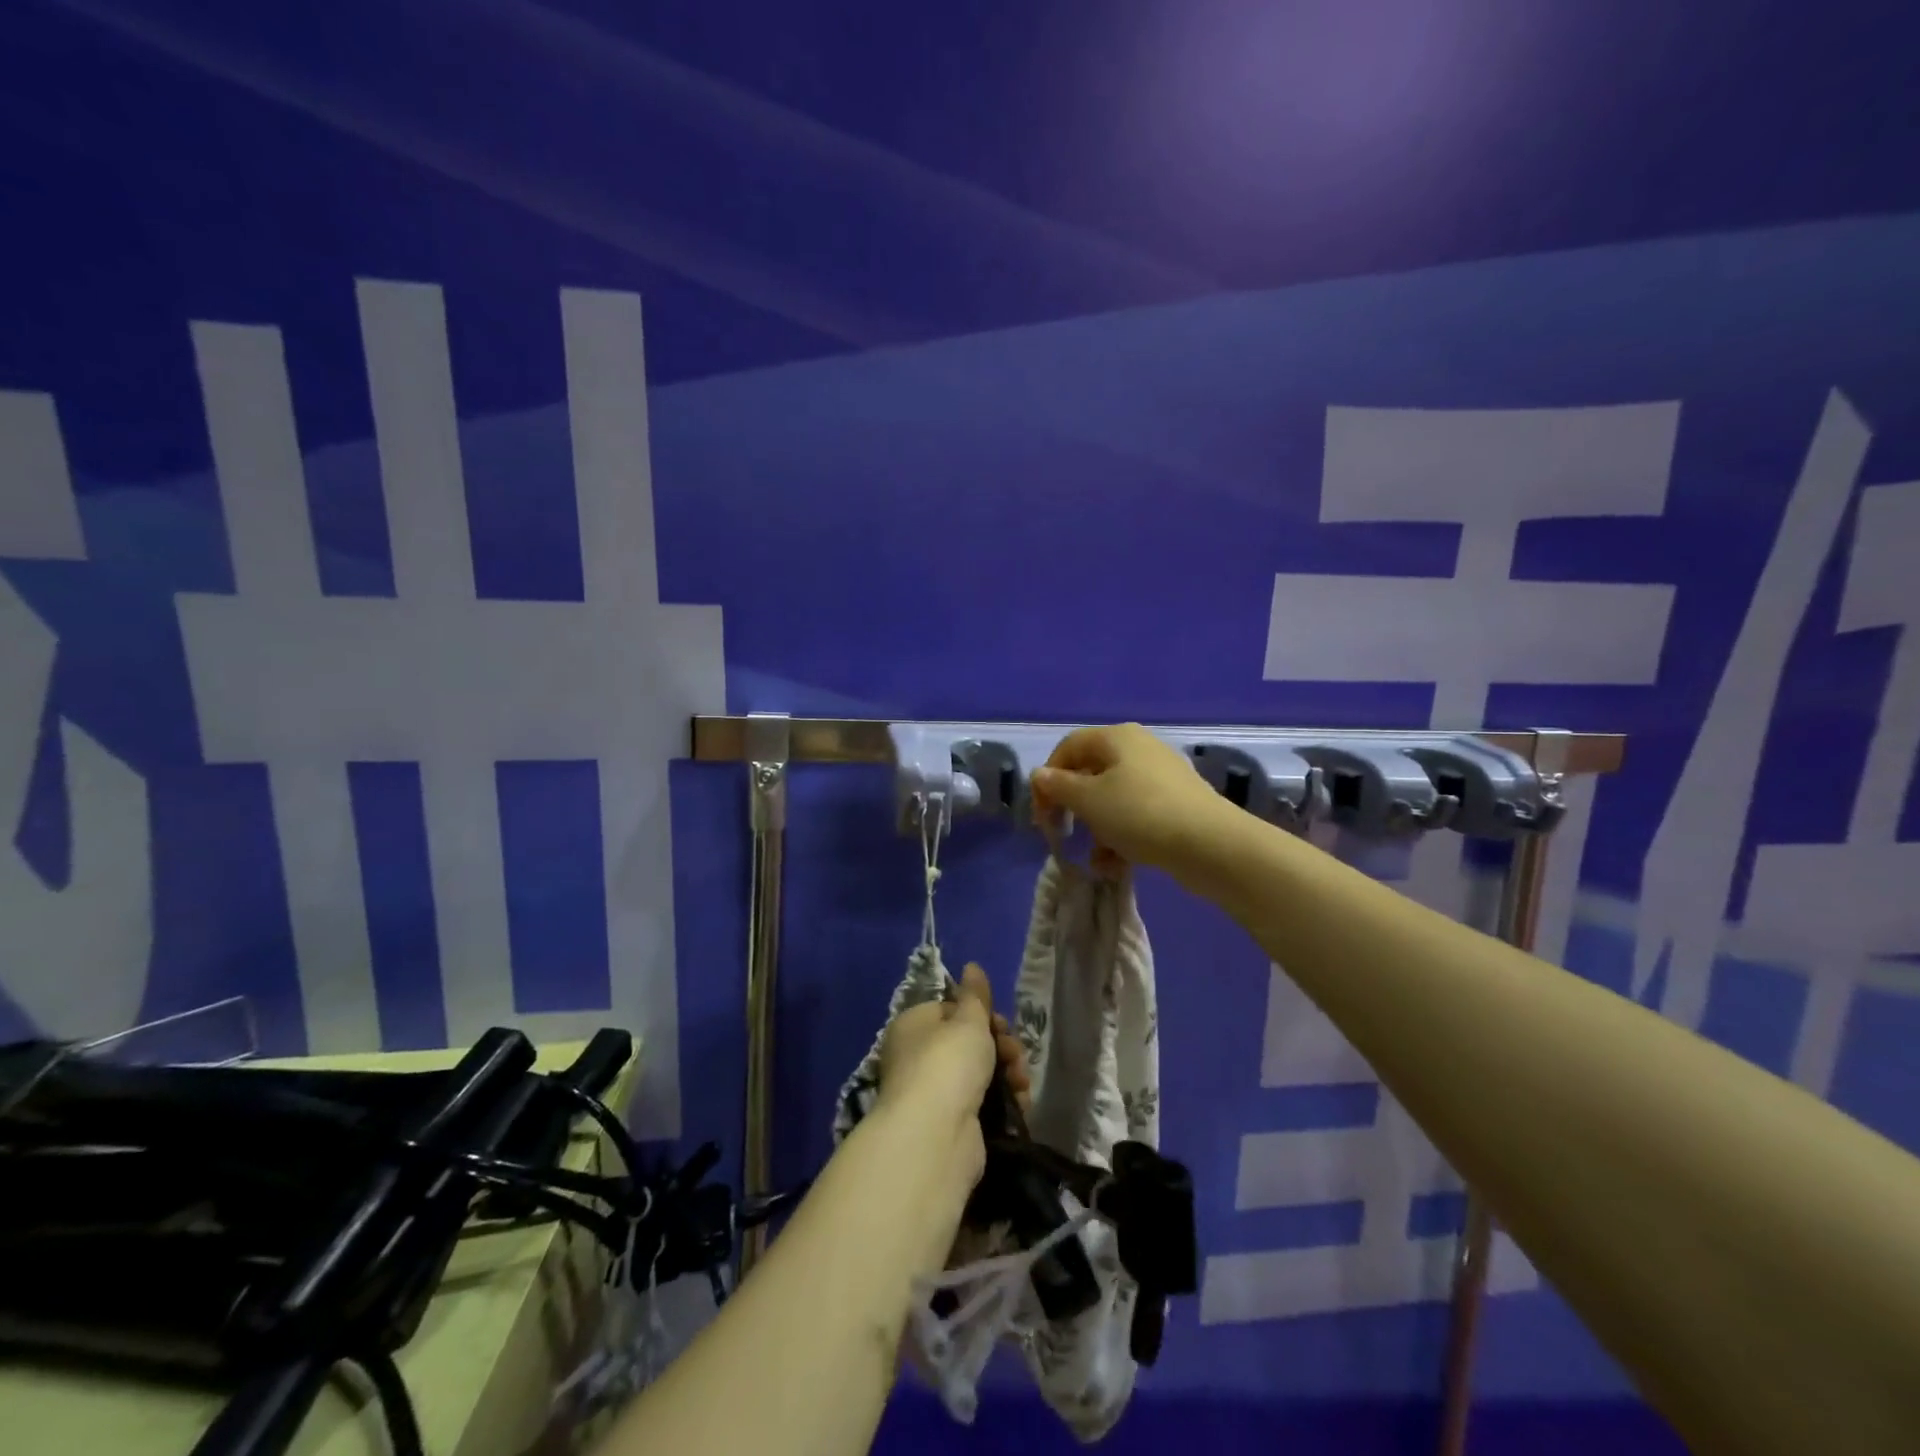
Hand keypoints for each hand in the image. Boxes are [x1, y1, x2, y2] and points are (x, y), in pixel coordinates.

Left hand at [877, 965, 1030, 1179]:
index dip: (981, 1014)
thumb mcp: (968, 1020)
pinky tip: (1020, 1104)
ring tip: (1021, 1083)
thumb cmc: (948, 1063)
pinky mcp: (952, 1123)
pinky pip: (983, 1104)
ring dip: (1008, 1074)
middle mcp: (918, 1057)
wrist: (936, 1136)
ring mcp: (934, 1093)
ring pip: (980, 1073)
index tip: (1001, 1024)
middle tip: (1015, 1055)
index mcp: (914, 1025)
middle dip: (1001, 1047)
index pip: (951, 1010)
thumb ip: (975, 995)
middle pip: (968, 1042)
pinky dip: (1004, 1102)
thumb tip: (972, 966)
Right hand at [1031, 722, 1228, 873]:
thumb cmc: (1140, 814)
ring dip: (1097, 829)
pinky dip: (1122, 838)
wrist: (1210, 845)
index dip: (1048, 778)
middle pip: (1091, 773)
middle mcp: (1139, 749)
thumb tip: (1039, 775)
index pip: (1068, 747)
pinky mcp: (1177, 805)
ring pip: (1114, 799)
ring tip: (1095, 858)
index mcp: (1117, 737)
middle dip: (1073, 806)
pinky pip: (1137, 816)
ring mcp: (1161, 778)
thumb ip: (1059, 786)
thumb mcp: (1089, 800)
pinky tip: (1116, 866)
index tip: (1041, 814)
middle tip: (1061, 834)